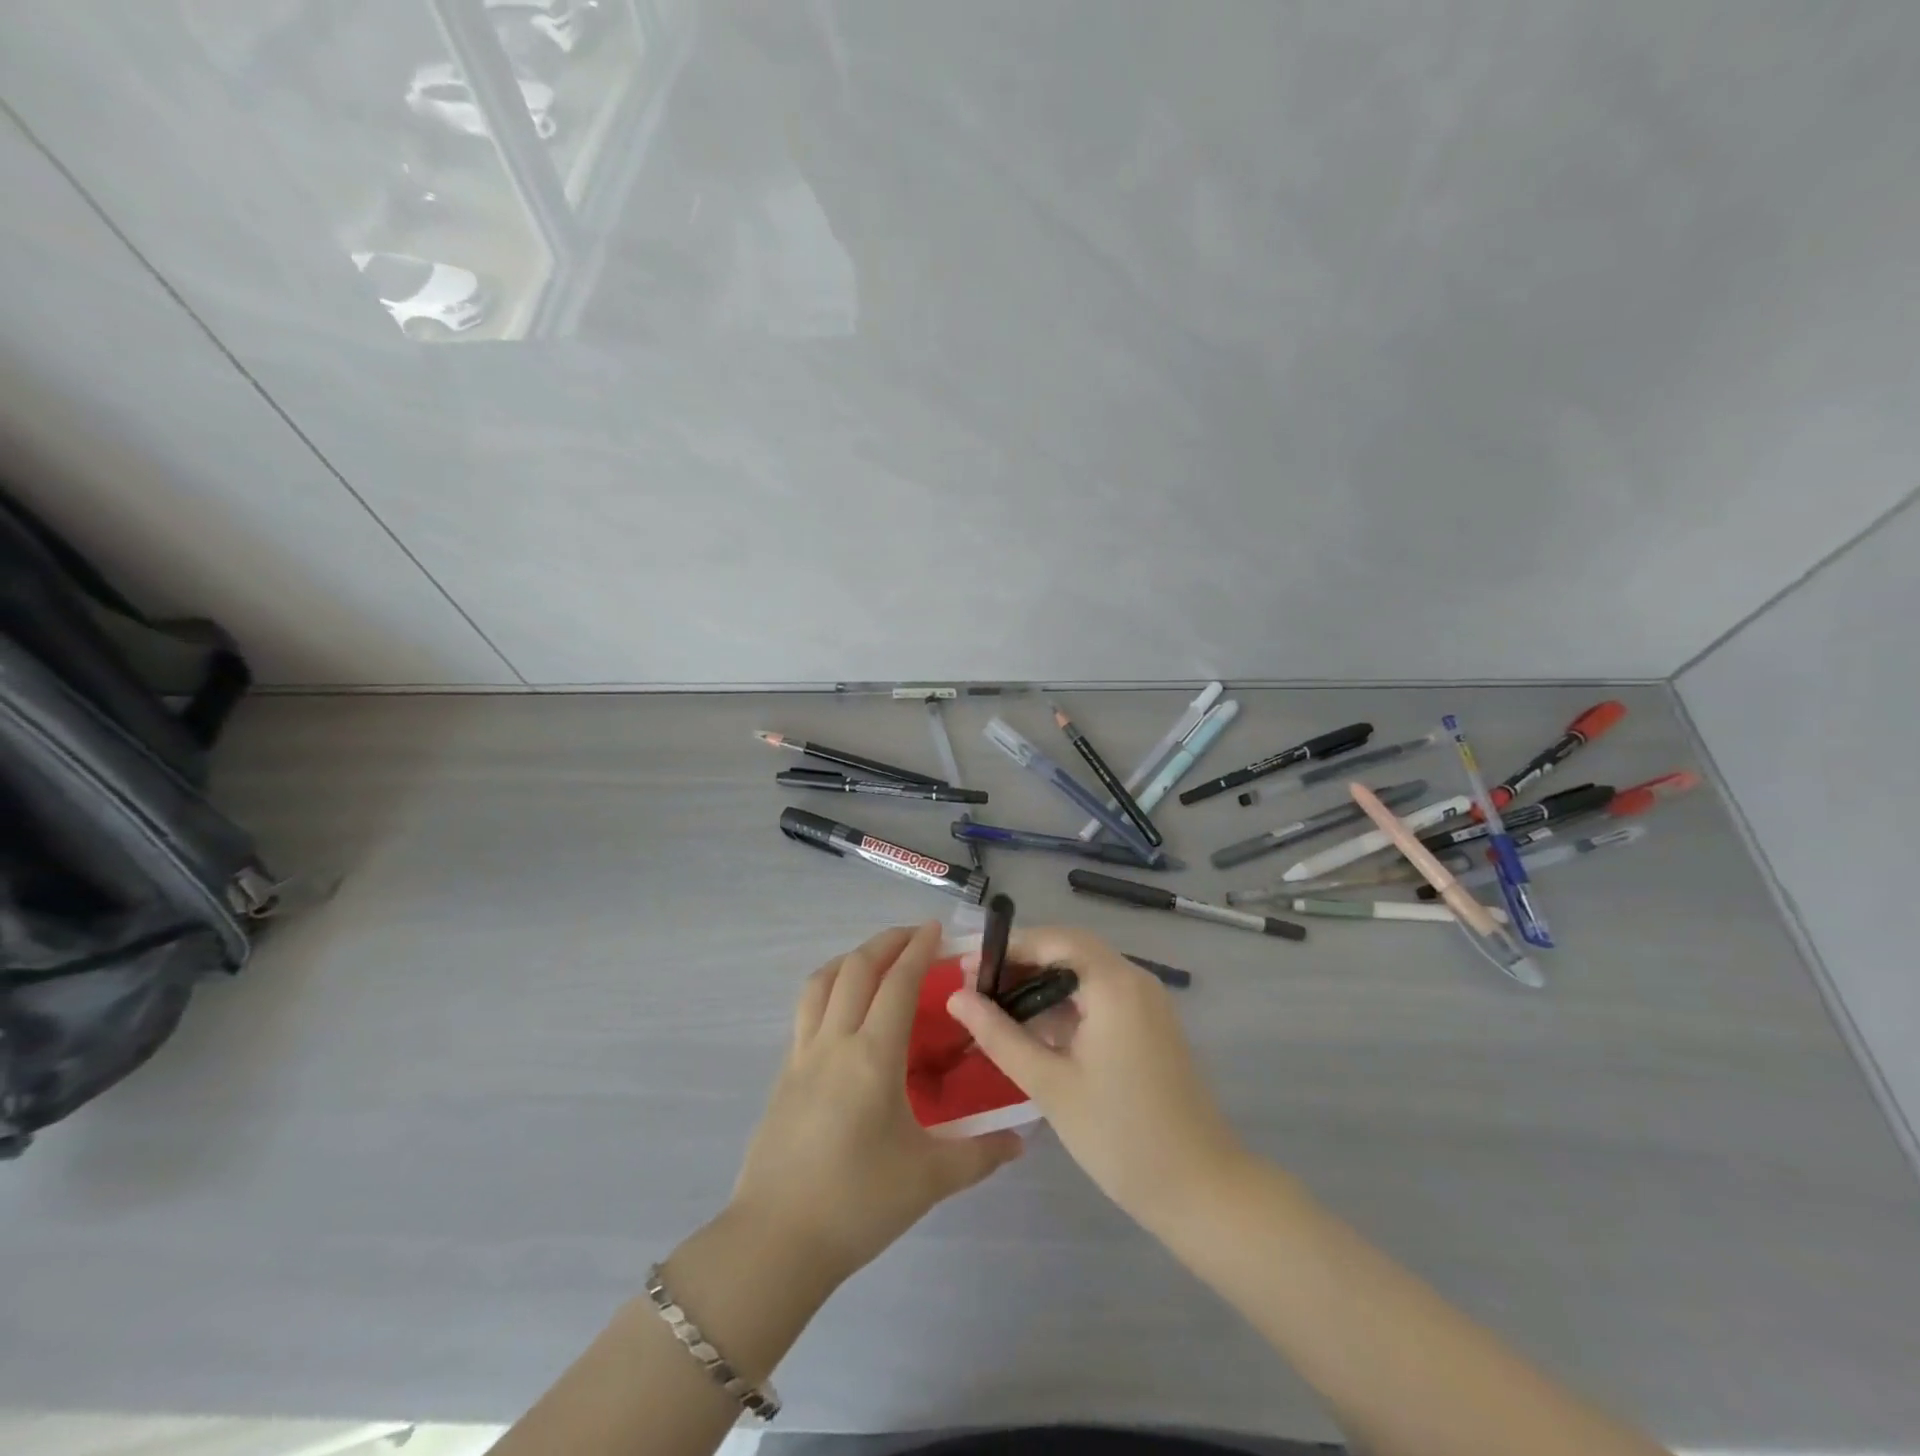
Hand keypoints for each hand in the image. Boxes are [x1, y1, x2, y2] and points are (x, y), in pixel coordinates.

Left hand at [728, 922, 1023, 1287]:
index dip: (919, 949)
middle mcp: (835, 1042)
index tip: (936, 928)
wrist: (776, 1242)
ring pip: (821, 982)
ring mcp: (802, 1055)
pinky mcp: (784, 1074)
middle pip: (856, 968)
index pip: (898, 983)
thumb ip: (980, 1154)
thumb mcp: (929, 1179)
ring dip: (850, 959)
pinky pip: (806, 1010)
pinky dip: (828, 989)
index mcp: (873, 1056)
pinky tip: (843, 1012)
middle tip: (914, 936)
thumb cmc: (857, 1204)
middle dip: (886, 942)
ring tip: (875, 961)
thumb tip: (1021, 1139)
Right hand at [946, 926, 1245, 1229]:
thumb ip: (999, 1035)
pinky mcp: (1150, 1026)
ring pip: (1085, 974)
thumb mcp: (1049, 1084)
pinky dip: (1067, 1005)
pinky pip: (1101, 997)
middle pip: (1070, 951)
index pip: (1054, 940)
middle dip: (1022, 964)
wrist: (1200, 1189)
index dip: (1008, 948)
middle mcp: (1135, 980)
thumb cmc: (1119, 1135)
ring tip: (996, 1010)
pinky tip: (1035, 1031)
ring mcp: (1147, 1003)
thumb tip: (957, 997)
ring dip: (1043, 985)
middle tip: (977, 989)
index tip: (967, 969)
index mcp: (1114, 984)